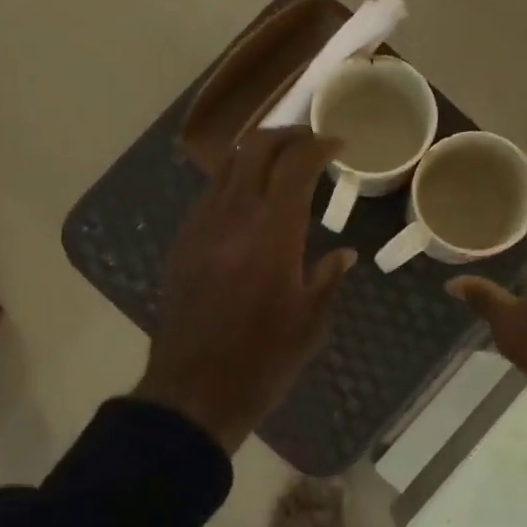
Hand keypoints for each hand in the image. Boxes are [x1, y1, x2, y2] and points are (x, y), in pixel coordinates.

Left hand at [133, 129, 355, 452]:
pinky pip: (210, 195)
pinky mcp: (182, 244)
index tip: (338, 143)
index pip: (295, 166)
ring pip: (226, 166)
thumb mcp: (311, 323)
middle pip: (254, 150)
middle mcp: (233, 218)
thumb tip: (343, 253)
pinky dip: (234, 181)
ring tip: (281, 161)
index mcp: (273, 235)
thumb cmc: (263, 361)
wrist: (194, 391)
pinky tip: (249, 200)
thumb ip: (328, 278)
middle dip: (286, 135)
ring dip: (256, 153)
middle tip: (310, 141)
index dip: (318, 146)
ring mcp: (201, 228)